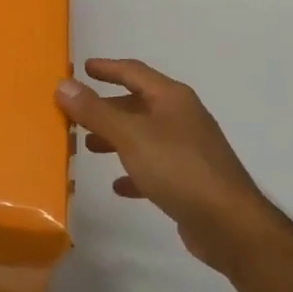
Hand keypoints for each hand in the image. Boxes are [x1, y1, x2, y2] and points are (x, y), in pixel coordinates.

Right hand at [57, 58, 271, 277]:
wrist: (229, 224)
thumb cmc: (178, 169)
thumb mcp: (130, 136)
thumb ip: (95, 111)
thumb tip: (63, 84)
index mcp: (172, 98)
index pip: (134, 72)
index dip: (108, 68)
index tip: (83, 67)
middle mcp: (182, 118)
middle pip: (138, 104)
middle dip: (106, 108)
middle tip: (76, 114)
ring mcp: (189, 149)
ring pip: (144, 136)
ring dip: (116, 138)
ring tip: (88, 147)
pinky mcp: (190, 180)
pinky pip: (154, 167)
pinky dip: (134, 170)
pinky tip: (118, 185)